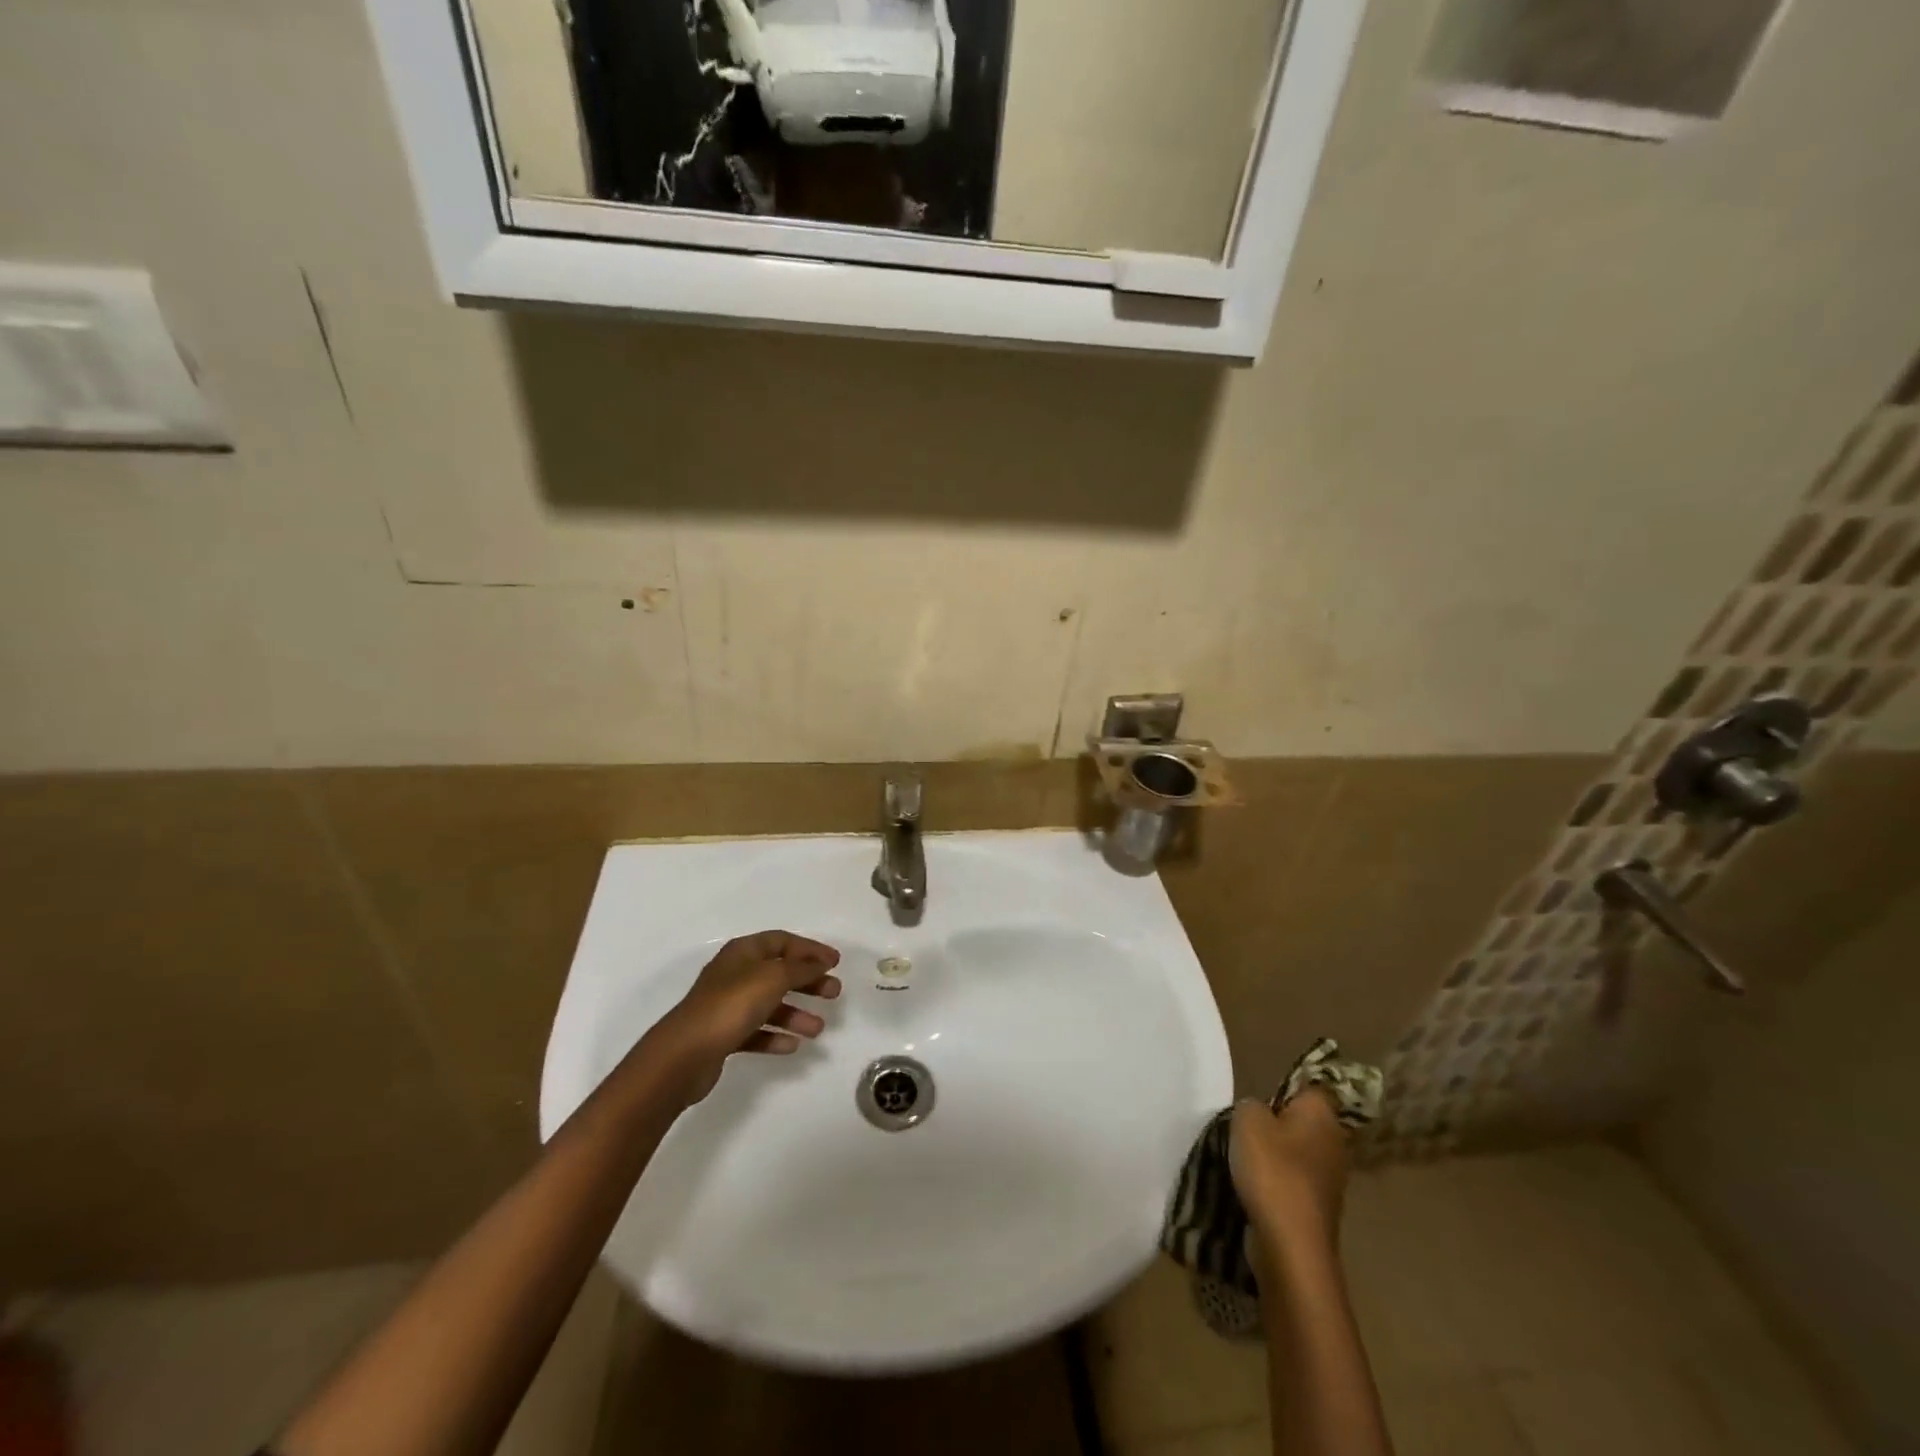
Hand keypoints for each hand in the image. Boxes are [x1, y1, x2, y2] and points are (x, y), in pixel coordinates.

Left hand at [645, 931, 842, 1104]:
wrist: (685, 1054)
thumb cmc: (731, 1005)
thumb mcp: (773, 977)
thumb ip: (801, 968)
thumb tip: (820, 962)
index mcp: (743, 952)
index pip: (782, 941)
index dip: (810, 949)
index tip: (836, 962)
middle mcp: (735, 974)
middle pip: (779, 972)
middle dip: (808, 981)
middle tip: (834, 993)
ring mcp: (727, 1005)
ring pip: (770, 1004)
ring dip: (796, 1014)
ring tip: (817, 1029)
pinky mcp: (724, 1035)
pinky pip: (756, 1031)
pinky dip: (775, 1036)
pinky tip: (792, 1046)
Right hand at [1229, 1091, 1348, 1251]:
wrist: (1291, 1245)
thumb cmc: (1272, 1170)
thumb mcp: (1247, 1120)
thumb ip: (1251, 1105)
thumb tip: (1260, 1113)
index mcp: (1322, 1113)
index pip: (1307, 1085)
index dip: (1282, 1087)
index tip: (1258, 1099)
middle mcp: (1334, 1142)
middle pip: (1299, 1120)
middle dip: (1274, 1123)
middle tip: (1244, 1128)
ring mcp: (1330, 1178)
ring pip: (1295, 1153)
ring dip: (1272, 1156)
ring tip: (1243, 1160)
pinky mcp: (1318, 1207)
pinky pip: (1292, 1182)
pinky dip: (1275, 1183)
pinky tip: (1253, 1188)